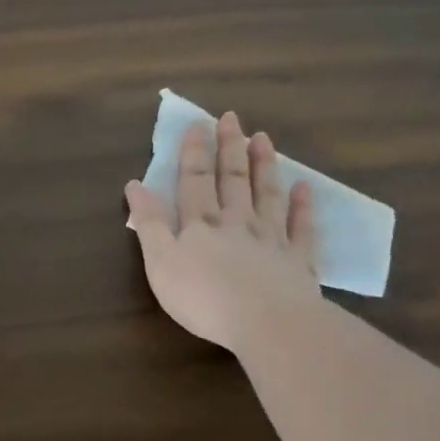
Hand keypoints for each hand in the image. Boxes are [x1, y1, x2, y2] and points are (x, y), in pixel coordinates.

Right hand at [124, 111, 320, 353]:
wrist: (266, 322)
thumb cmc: (203, 297)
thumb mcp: (160, 263)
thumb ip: (149, 224)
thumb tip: (135, 185)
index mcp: (200, 224)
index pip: (195, 181)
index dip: (194, 153)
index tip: (198, 124)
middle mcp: (237, 222)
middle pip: (232, 179)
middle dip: (229, 147)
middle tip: (231, 119)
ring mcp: (271, 238)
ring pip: (266, 194)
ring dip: (264, 165)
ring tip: (263, 138)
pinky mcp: (298, 259)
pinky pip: (301, 227)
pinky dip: (302, 206)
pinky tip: (304, 187)